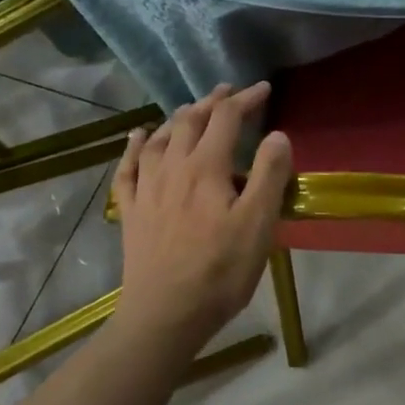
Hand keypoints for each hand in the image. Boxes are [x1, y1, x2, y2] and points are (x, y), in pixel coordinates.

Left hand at [112, 83, 293, 343]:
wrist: (165, 315)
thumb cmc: (220, 270)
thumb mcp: (258, 224)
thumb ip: (269, 174)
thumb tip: (277, 134)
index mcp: (206, 168)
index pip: (226, 119)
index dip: (246, 99)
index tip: (264, 89)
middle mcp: (172, 168)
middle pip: (190, 121)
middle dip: (212, 101)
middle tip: (229, 91)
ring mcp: (146, 189)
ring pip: (160, 138)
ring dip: (179, 118)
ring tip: (192, 109)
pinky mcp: (131, 211)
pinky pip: (128, 168)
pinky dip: (135, 146)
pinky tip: (138, 137)